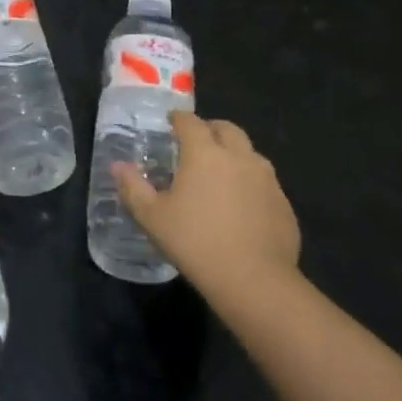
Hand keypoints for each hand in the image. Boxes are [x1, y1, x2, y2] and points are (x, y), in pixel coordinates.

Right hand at [113, 112, 300, 296]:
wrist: (254, 281)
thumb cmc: (195, 242)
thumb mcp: (152, 217)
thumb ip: (133, 188)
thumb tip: (118, 167)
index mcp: (205, 153)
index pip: (190, 122)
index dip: (178, 119)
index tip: (169, 123)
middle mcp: (239, 157)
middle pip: (226, 129)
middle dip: (210, 129)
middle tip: (195, 144)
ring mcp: (267, 179)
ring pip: (250, 153)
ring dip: (233, 154)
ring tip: (219, 174)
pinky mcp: (283, 203)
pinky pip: (264, 182)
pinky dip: (250, 183)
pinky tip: (240, 206)